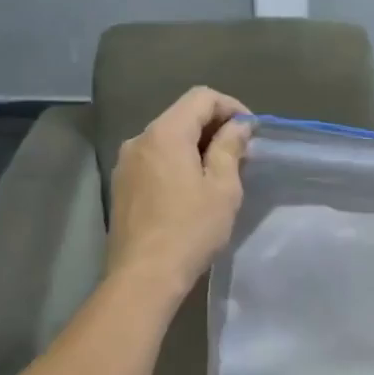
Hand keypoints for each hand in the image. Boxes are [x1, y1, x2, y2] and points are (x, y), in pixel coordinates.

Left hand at [107, 86, 252, 294]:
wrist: (143, 277)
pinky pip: (154, 159)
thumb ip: (230, 147)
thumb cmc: (190, 230)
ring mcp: (126, 163)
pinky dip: (176, 162)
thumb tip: (239, 125)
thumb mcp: (222, 188)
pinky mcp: (121, 186)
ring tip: (219, 173)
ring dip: (195, 146)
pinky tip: (191, 189)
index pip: (201, 97)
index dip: (231, 107)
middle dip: (214, 127)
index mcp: (165, 133)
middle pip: (182, 115)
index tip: (251, 132)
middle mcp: (139, 139)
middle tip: (241, 154)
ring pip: (167, 138)